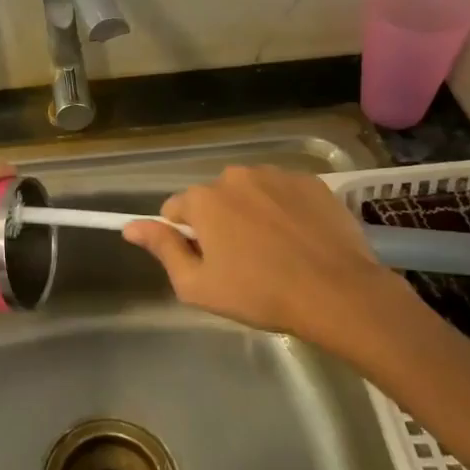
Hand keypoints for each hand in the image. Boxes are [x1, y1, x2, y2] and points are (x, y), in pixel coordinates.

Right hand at [123, 166, 415, 357]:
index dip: (185, 238)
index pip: (176, 210)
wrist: (339, 293)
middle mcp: (236, 176)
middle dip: (220, 223)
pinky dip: (285, 211)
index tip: (206, 262)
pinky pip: (284, 193)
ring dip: (252, 214)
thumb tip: (130, 226)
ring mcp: (276, 175)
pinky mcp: (311, 182)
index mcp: (204, 199)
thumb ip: (162, 249)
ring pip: (250, 193)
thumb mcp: (197, 285)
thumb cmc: (260, 293)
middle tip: (242, 262)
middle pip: (214, 199)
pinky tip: (300, 241)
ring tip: (275, 252)